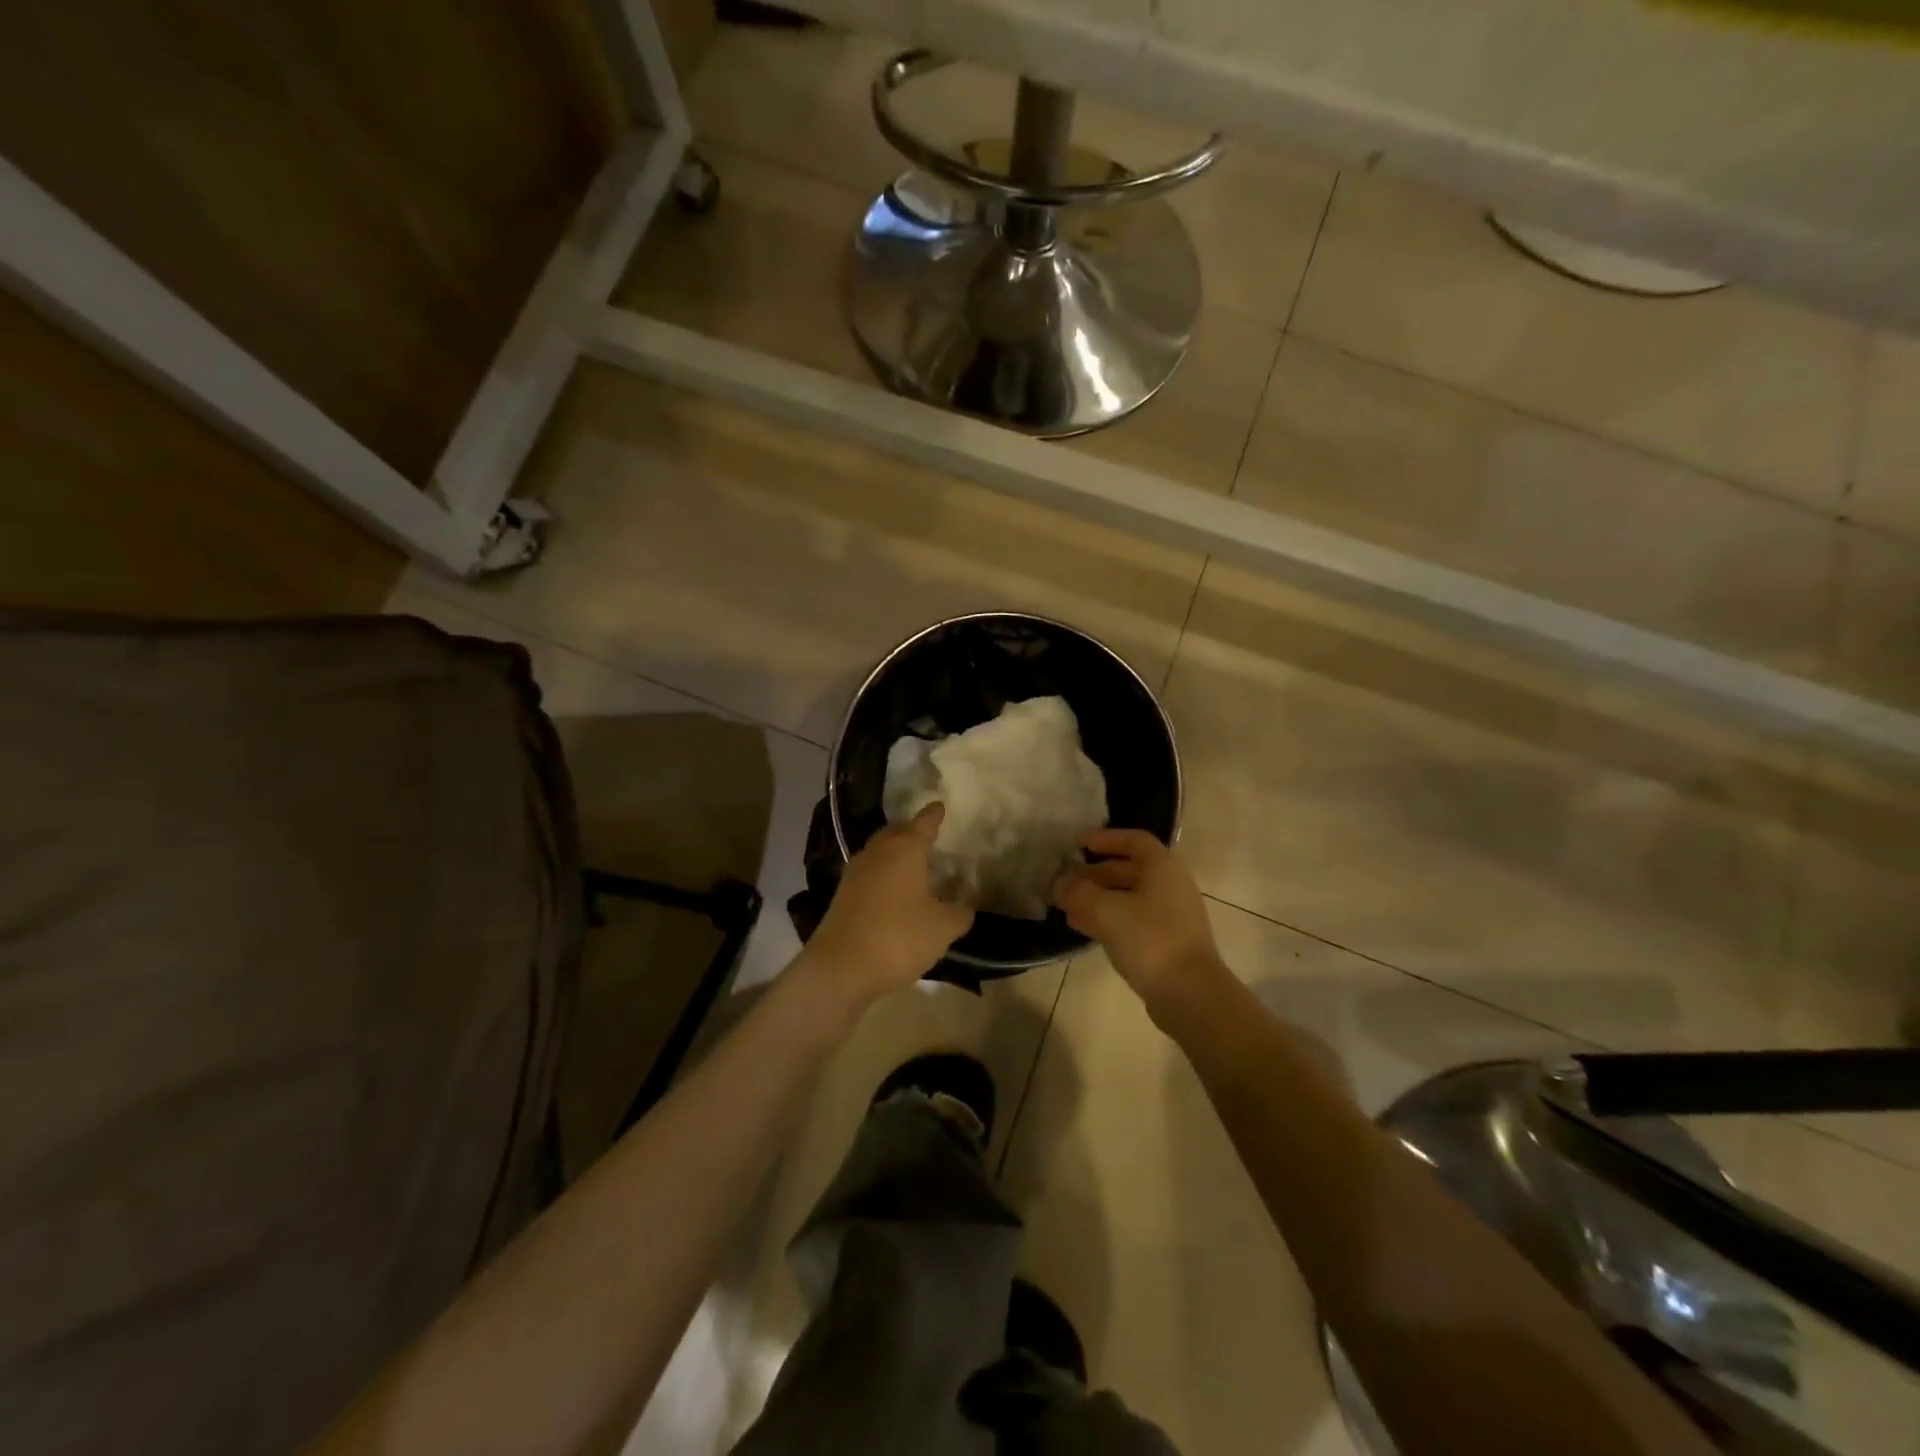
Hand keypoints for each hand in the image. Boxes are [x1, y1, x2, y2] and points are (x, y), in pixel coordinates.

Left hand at [800, 804, 973, 1013]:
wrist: (840, 968)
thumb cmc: (898, 937)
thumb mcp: (942, 928)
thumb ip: (959, 913)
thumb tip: (964, 907)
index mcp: (904, 850)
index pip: (923, 823)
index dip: (934, 815)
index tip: (940, 805)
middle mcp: (877, 853)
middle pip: (895, 832)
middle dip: (911, 830)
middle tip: (927, 834)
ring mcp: (855, 873)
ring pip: (879, 852)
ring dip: (894, 853)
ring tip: (912, 863)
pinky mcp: (842, 896)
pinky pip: (869, 874)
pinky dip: (883, 874)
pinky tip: (892, 891)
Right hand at [1053, 829, 1223, 1012]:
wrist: (1190, 994)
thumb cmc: (1150, 939)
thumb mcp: (1106, 910)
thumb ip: (1078, 892)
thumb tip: (1058, 883)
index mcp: (1162, 868)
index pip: (1135, 840)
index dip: (1106, 838)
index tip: (1079, 844)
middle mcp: (1170, 886)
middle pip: (1129, 870)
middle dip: (1095, 873)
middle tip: (1065, 879)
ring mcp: (1171, 916)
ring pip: (1128, 897)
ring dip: (1097, 898)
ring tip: (1066, 905)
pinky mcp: (1166, 943)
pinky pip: (1132, 920)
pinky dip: (1107, 918)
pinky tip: (1082, 927)